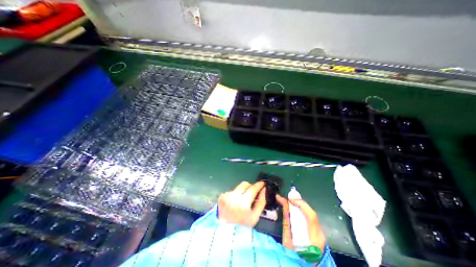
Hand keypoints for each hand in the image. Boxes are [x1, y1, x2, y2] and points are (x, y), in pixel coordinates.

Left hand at [217, 179, 265, 226]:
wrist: (225, 233)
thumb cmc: (242, 227)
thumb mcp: (255, 217)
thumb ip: (261, 202)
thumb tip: (263, 190)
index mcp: (243, 202)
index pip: (253, 188)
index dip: (259, 184)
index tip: (262, 183)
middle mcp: (233, 197)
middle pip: (245, 184)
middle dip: (250, 187)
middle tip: (253, 193)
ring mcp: (226, 196)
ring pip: (238, 187)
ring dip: (242, 191)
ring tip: (242, 202)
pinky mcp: (222, 197)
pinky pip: (232, 191)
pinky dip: (235, 195)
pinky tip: (234, 204)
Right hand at [276, 196, 326, 249]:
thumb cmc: (294, 257)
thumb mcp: (287, 239)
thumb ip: (287, 220)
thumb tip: (284, 203)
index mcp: (313, 238)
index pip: (311, 215)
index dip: (300, 203)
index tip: (289, 198)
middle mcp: (319, 234)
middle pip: (311, 213)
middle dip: (299, 202)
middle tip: (288, 197)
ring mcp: (320, 234)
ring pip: (311, 214)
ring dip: (300, 206)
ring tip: (290, 200)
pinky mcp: (319, 234)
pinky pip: (310, 218)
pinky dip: (302, 211)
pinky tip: (295, 208)